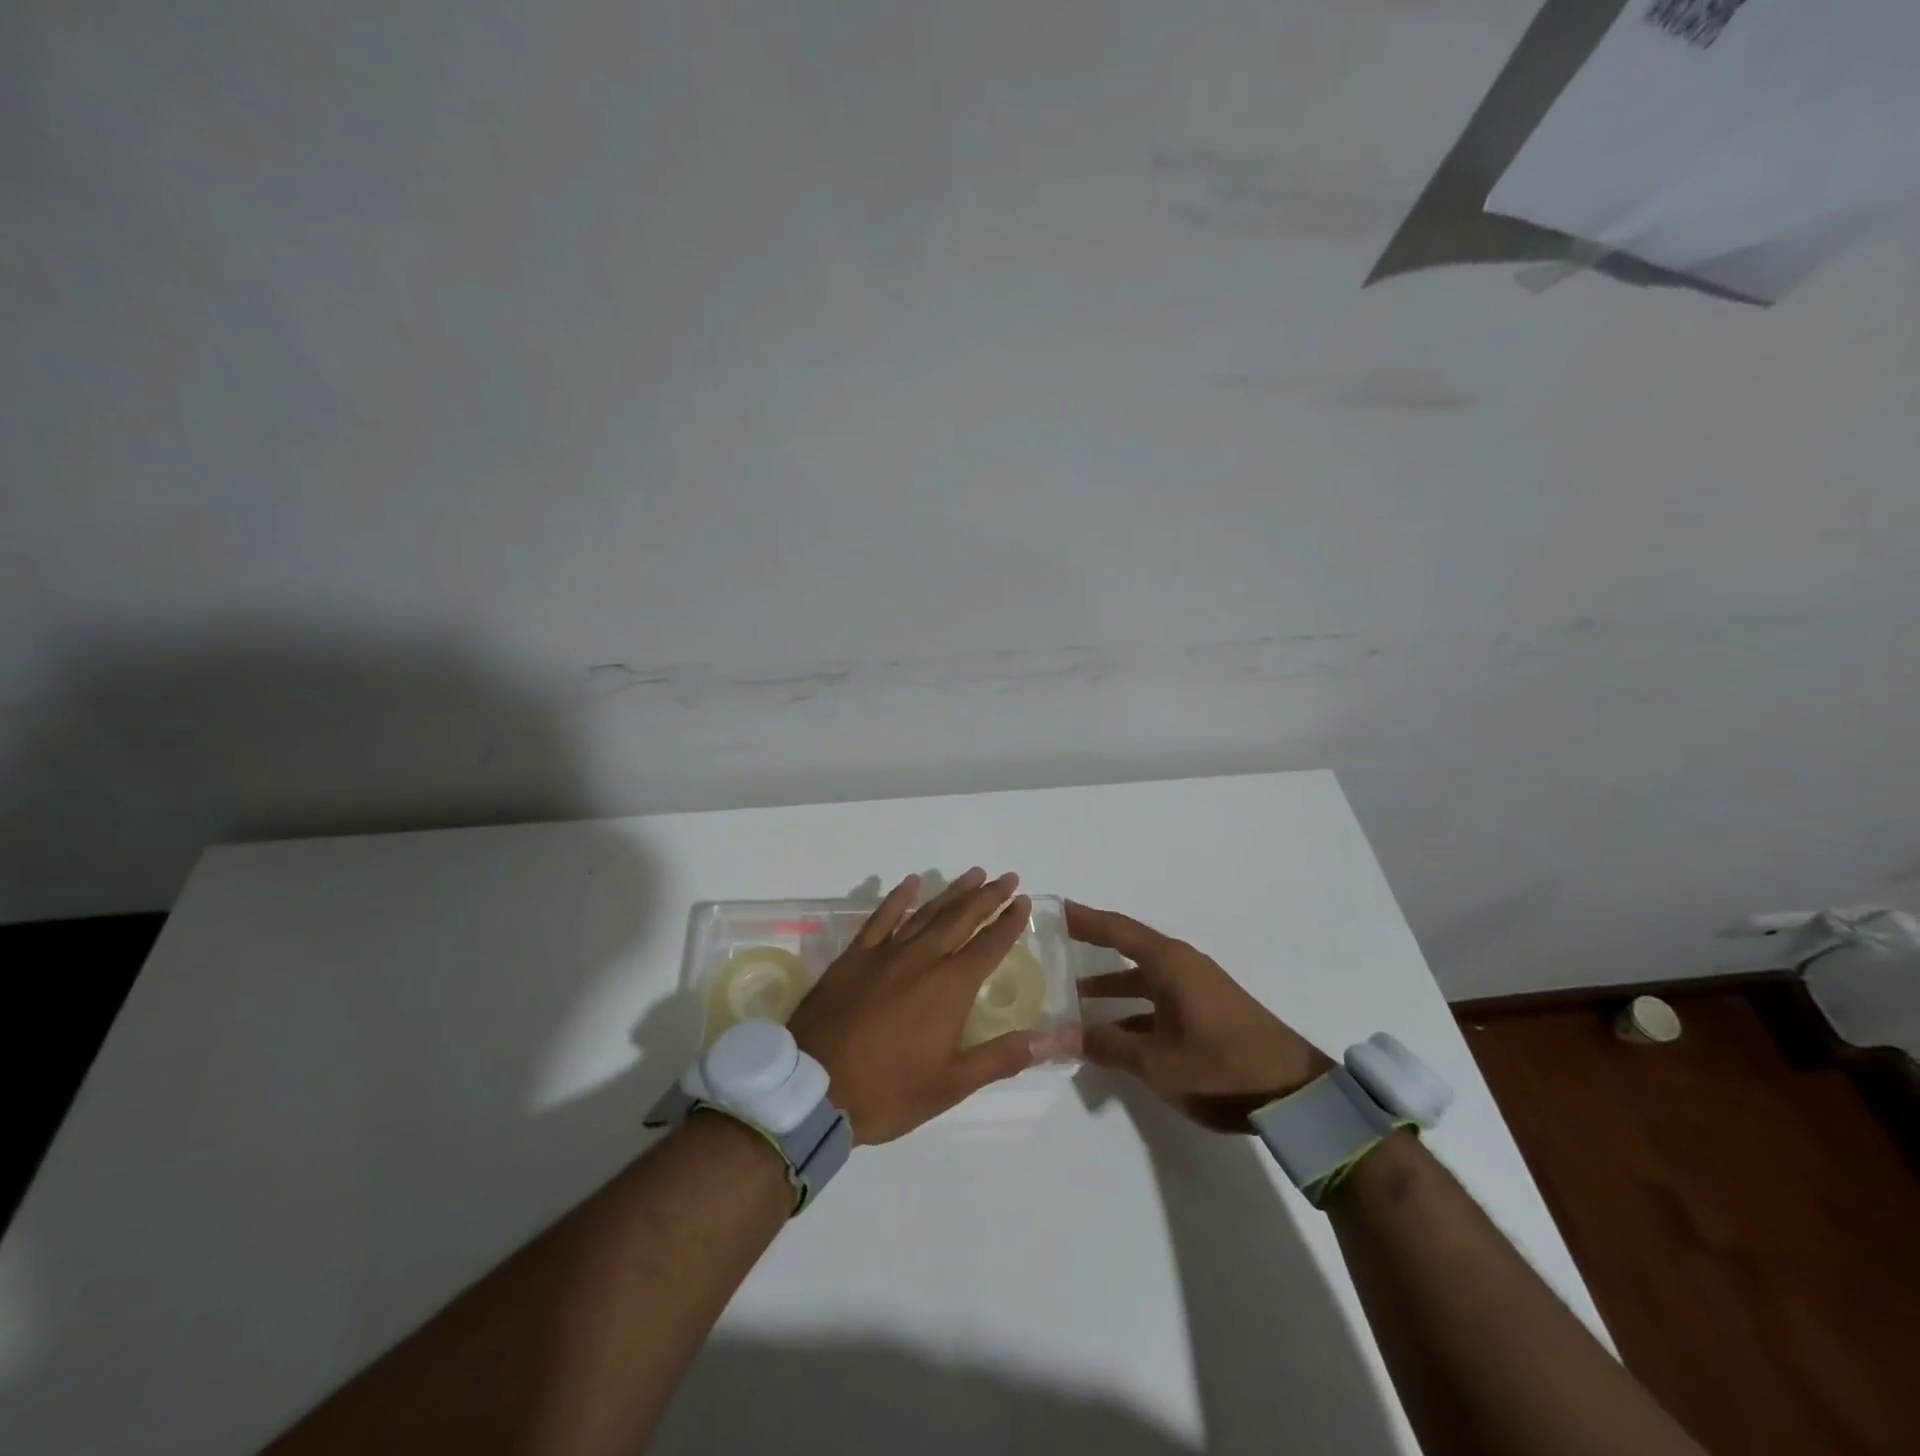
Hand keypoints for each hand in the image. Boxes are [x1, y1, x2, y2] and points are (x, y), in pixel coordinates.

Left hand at [789, 869, 1059, 1144]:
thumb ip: (1001, 1057)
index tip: (1022, 902)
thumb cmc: (888, 1091)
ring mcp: (885, 953)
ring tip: (974, 874)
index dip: (1008, 923)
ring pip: (926, 912)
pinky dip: (897, 898)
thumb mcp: (951, 1084)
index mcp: (949, 988)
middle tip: (1007, 877)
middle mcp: (922, 959)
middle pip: (961, 919)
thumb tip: (1050, 1040)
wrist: (813, 1089)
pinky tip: (910, 883)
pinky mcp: (854, 956)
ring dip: (952, 892)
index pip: (988, 945)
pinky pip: (879, 918)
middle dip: (987, 897)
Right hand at [1068, 900, 1332, 1130]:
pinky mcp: (1208, 1013)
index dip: (1085, 919)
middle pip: (1129, 948)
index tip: (1056, 908)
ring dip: (1112, 985)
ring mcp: (1198, 990)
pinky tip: (1115, 1033)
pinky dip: (1134, 1009)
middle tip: (1056, 947)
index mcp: (1170, 964)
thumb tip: (1059, 1036)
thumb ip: (1107, 1046)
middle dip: (1093, 948)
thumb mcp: (1158, 1062)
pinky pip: (1159, 1000)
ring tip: (1075, 997)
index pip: (1117, 930)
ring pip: (1144, 978)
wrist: (1295, 1096)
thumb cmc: (1222, 1066)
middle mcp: (1183, 967)